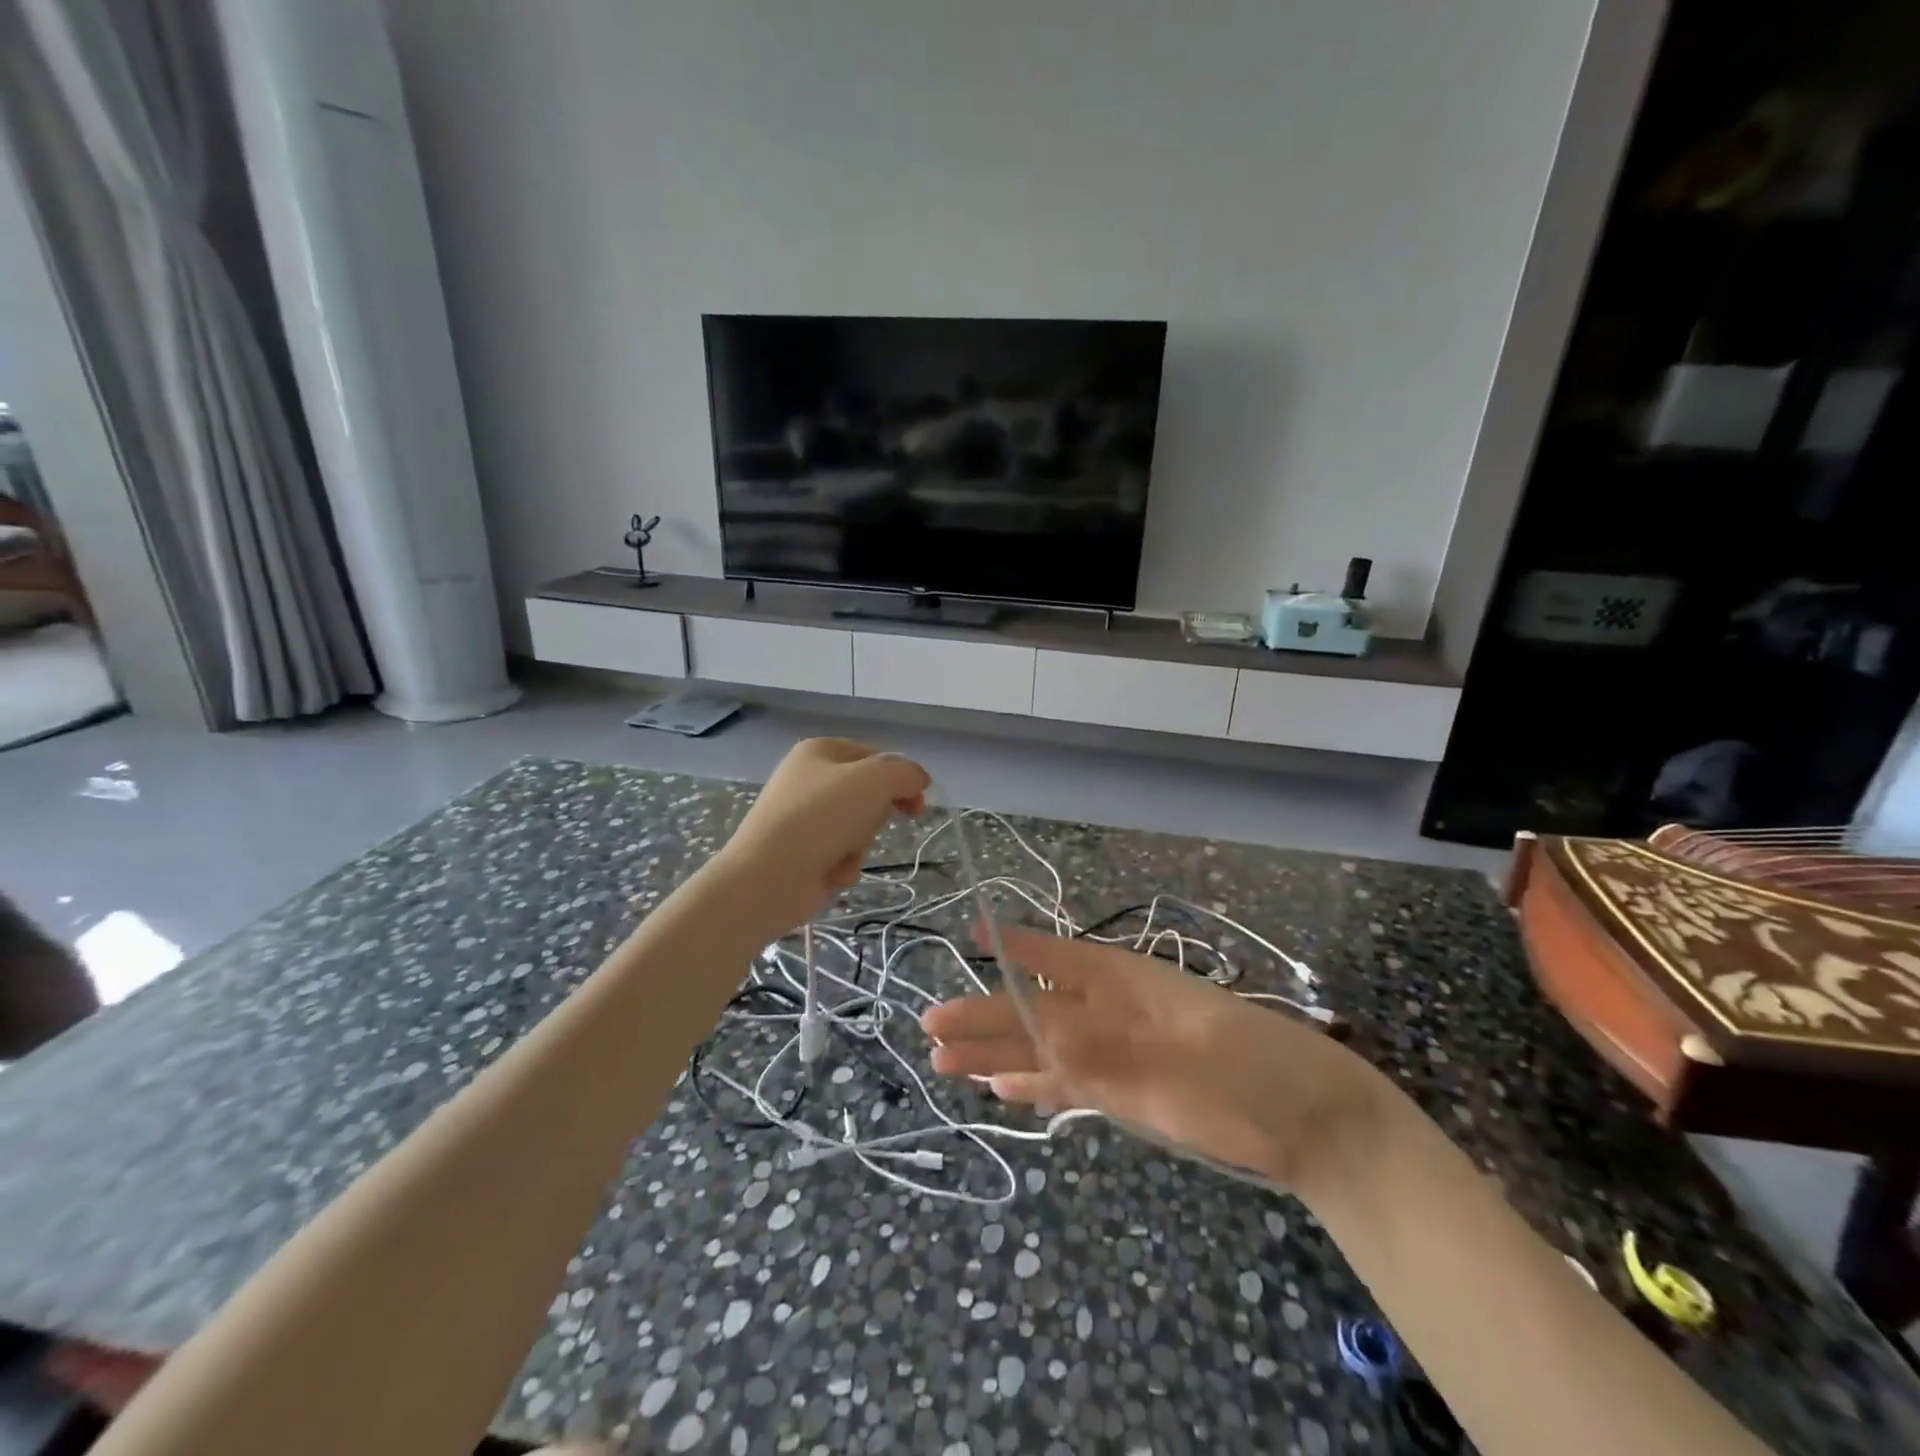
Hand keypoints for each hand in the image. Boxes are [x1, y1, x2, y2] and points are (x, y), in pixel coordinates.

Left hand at [717, 739, 929, 935]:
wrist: (766, 878)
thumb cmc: (819, 818)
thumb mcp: (873, 781)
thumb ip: (905, 773)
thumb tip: (919, 780)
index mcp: (820, 750)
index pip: (878, 757)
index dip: (902, 779)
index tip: (918, 805)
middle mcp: (810, 778)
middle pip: (870, 794)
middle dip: (875, 816)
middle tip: (869, 825)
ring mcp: (804, 816)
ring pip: (860, 827)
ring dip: (860, 845)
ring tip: (842, 855)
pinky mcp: (803, 850)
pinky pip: (842, 853)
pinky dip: (844, 864)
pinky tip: (831, 873)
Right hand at [920, 925, 1381, 1188]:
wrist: (1307, 1119)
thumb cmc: (1249, 1064)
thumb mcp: (1177, 1049)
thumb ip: (1103, 1047)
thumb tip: (1032, 1039)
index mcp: (1123, 979)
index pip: (1056, 956)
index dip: (1014, 946)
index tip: (973, 933)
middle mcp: (1109, 1011)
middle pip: (1034, 1010)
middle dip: (983, 1015)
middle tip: (930, 1025)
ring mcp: (1116, 1054)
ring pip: (1041, 1049)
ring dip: (996, 1054)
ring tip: (946, 1062)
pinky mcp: (1125, 1094)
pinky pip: (1066, 1084)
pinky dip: (1033, 1085)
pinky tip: (1001, 1088)